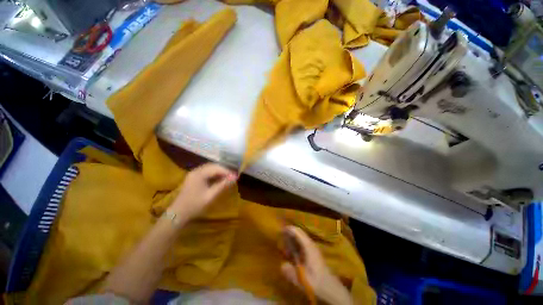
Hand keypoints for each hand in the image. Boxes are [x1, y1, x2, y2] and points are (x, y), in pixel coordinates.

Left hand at [171, 163, 236, 219]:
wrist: (178, 214)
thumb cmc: (195, 205)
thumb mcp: (211, 195)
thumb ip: (223, 185)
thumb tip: (235, 177)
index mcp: (199, 174)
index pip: (216, 168)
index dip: (227, 171)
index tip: (236, 176)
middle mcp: (196, 171)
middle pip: (213, 166)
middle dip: (224, 170)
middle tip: (233, 177)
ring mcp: (193, 174)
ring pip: (210, 168)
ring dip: (219, 172)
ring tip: (227, 178)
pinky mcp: (193, 178)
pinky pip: (206, 172)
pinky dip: (214, 174)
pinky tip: (219, 179)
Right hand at [281, 226, 352, 304]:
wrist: (330, 287)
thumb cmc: (316, 281)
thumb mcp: (302, 279)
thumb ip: (291, 273)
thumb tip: (281, 265)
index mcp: (308, 246)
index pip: (298, 231)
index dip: (289, 229)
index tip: (280, 230)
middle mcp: (310, 244)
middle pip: (299, 233)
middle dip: (289, 233)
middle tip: (280, 238)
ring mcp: (312, 248)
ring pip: (300, 238)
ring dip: (292, 239)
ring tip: (284, 246)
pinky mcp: (312, 253)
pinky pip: (302, 243)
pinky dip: (295, 244)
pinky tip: (291, 253)